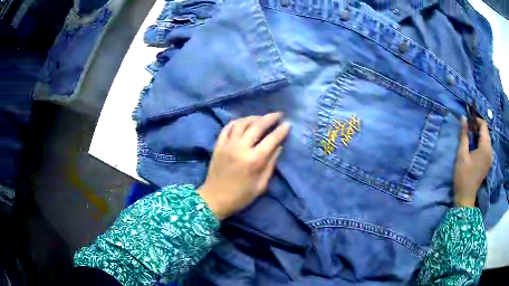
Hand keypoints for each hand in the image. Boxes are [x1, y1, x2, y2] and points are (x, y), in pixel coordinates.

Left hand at [198, 113, 290, 219]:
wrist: (214, 199)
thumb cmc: (240, 196)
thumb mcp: (261, 185)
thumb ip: (271, 164)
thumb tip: (279, 147)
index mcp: (253, 160)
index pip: (271, 139)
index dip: (281, 130)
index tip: (288, 124)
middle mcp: (240, 148)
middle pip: (257, 126)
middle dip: (270, 118)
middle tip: (278, 114)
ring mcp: (227, 145)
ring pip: (242, 123)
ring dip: (254, 117)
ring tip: (262, 117)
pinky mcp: (218, 145)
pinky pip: (228, 127)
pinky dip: (237, 122)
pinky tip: (244, 122)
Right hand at [453, 116, 491, 206]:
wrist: (466, 197)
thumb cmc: (463, 175)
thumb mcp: (462, 153)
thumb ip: (464, 135)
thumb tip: (463, 118)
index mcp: (485, 147)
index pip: (484, 125)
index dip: (476, 120)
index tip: (468, 122)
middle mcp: (490, 150)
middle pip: (486, 132)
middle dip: (478, 128)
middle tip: (468, 130)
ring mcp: (490, 158)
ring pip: (486, 140)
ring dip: (479, 136)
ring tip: (470, 138)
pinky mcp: (488, 163)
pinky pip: (487, 147)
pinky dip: (481, 144)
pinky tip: (475, 148)